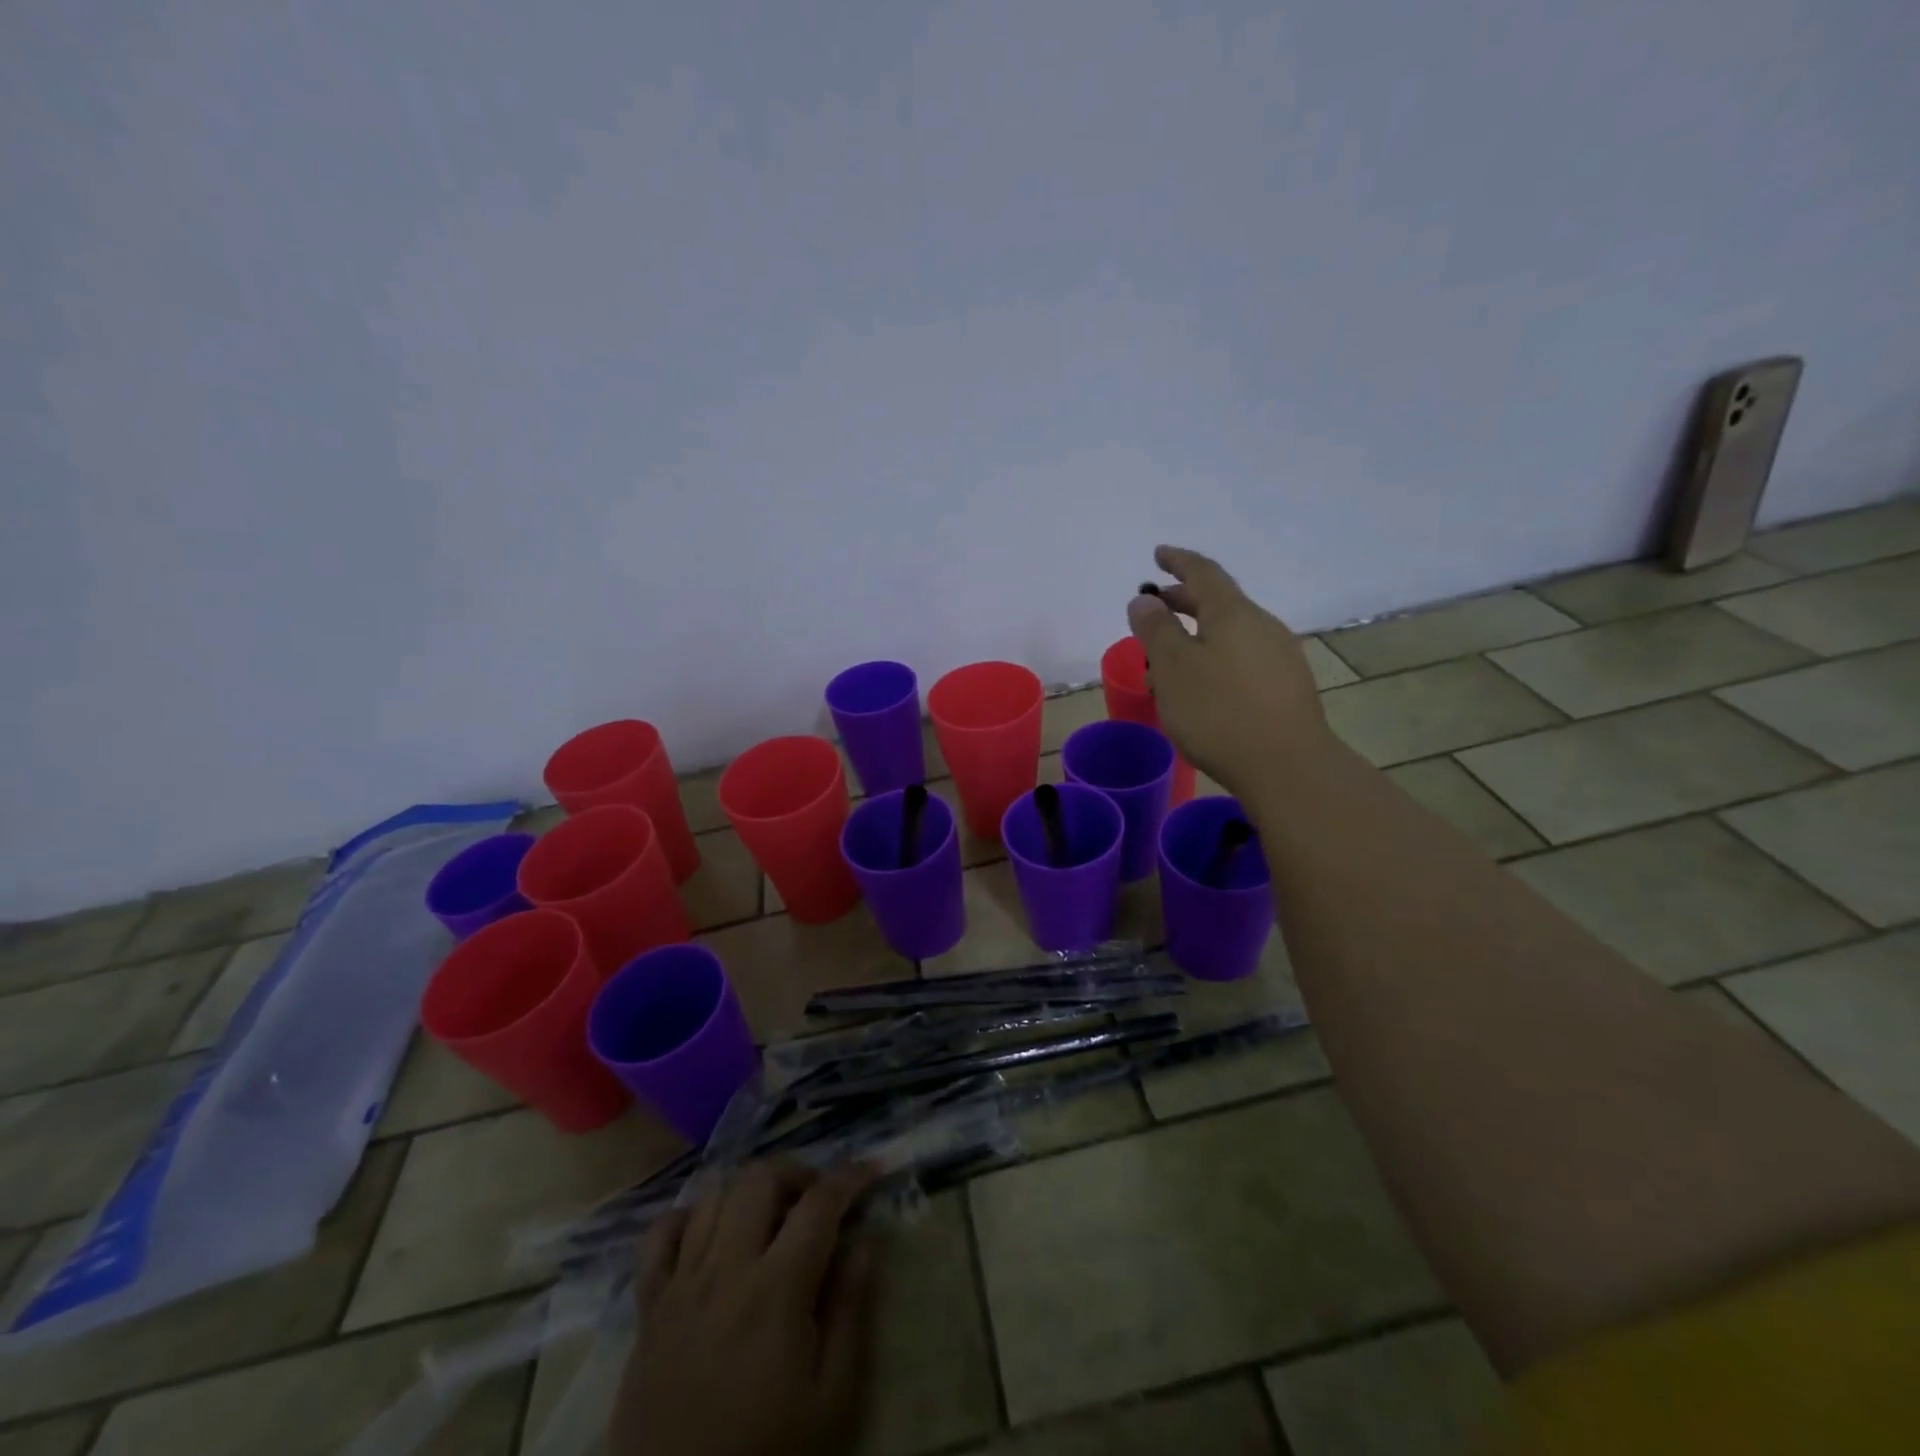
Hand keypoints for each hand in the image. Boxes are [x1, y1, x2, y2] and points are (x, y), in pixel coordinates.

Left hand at [611, 1161, 878, 1455]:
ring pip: (713, 1196)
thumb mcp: (831, 1400)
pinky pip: (659, 1236)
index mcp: (776, 1290)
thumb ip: (850, 1311)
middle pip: (759, 1179)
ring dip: (748, 1192)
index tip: (871, 1169)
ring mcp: (680, 1285)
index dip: (850, 1176)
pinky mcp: (647, 1308)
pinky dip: (688, 1219)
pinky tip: (710, 1235)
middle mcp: (725, 1270)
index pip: (819, 1204)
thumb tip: (863, 1242)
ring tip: (770, 1217)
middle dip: (797, 1173)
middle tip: (816, 1200)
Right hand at [1129, 545, 1332, 798]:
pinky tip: (1206, 681)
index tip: (1158, 554)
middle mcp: (1262, 625)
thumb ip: (1156, 630)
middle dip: (1185, 599)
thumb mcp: (1173, 668)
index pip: (1203, 572)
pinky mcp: (1287, 686)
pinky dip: (1217, 654)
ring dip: (1200, 632)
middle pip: (1220, 601)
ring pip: (1232, 631)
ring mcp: (1281, 656)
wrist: (1288, 766)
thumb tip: (1144, 599)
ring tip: (1172, 652)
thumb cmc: (1219, 712)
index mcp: (1233, 613)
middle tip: (1156, 606)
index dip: (1178, 561)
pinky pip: (1244, 656)